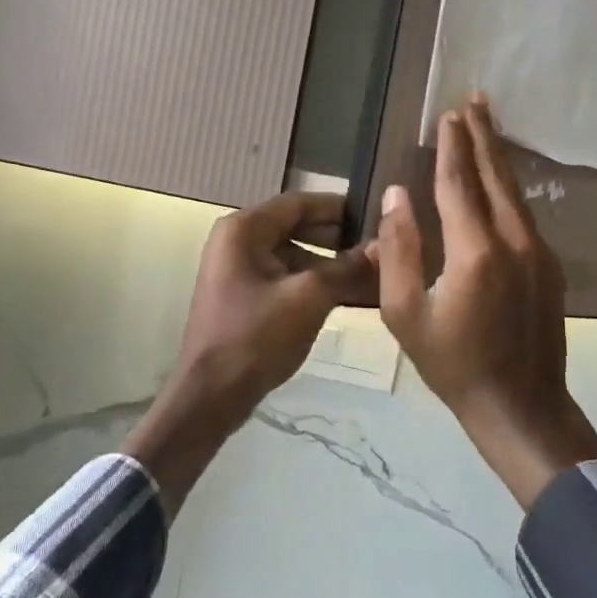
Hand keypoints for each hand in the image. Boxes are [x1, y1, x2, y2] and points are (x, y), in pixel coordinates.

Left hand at [125, 192, 374, 509]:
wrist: (212, 395)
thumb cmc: (257, 336)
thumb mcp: (310, 297)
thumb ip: (347, 268)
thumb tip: (384, 247)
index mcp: (244, 229)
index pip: (299, 202)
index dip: (339, 207)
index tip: (377, 214)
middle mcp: (236, 240)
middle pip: (296, 227)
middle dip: (337, 238)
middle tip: (379, 246)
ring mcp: (237, 269)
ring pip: (293, 255)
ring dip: (329, 264)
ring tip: (371, 274)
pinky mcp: (243, 295)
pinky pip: (284, 277)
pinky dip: (313, 283)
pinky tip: (346, 295)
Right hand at [376, 96, 596, 509]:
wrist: (521, 406)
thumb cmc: (453, 365)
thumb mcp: (404, 313)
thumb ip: (398, 249)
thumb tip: (396, 195)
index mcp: (475, 251)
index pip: (459, 183)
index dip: (451, 147)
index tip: (446, 115)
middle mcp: (514, 241)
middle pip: (495, 176)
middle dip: (483, 136)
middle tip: (475, 100)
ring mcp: (538, 253)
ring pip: (515, 193)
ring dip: (498, 157)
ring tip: (488, 125)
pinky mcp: (550, 267)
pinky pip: (524, 214)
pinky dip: (509, 188)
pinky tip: (500, 182)